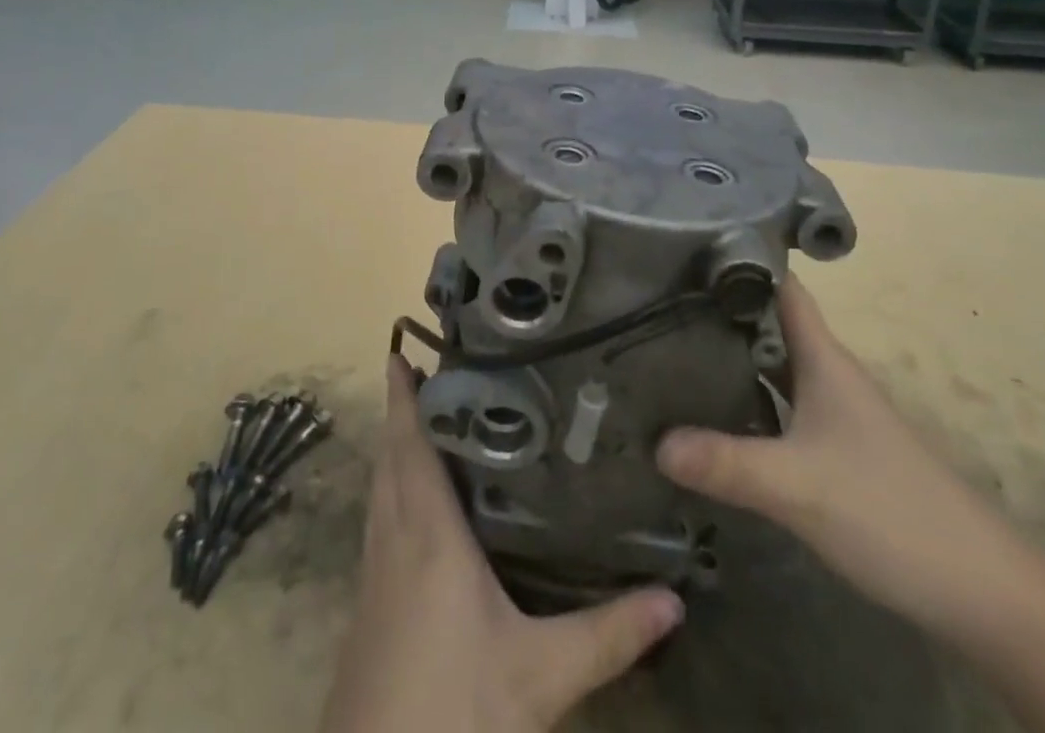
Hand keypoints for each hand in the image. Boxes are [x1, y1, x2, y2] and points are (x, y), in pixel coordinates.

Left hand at [320, 358, 682, 732]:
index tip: (405, 347)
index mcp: (428, 534)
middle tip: (434, 369)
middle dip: (403, 409)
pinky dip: (392, 486)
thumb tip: (674, 597)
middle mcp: (394, 537)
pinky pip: (379, 518)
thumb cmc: (453, 713)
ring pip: (381, 485)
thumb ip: (607, 634)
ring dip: (395, 445)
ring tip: (428, 416)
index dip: (405, 395)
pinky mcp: (369, 602)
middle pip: (391, 454)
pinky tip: (415, 501)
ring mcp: (374, 571)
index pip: (411, 444)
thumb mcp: (540, 677)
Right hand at [657, 277, 1041, 643]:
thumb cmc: (889, 511)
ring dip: (728, 358)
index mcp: (824, 358)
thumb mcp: (798, 485)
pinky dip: (744, 403)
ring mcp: (832, 414)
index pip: (780, 286)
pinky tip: (709, 416)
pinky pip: (777, 408)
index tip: (686, 248)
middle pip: (767, 325)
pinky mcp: (834, 452)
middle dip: (717, 311)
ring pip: (771, 368)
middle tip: (655, 301)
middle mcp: (826, 375)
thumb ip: (726, 462)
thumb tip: (654, 441)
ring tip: (666, 349)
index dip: (740, 259)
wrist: (982, 591)